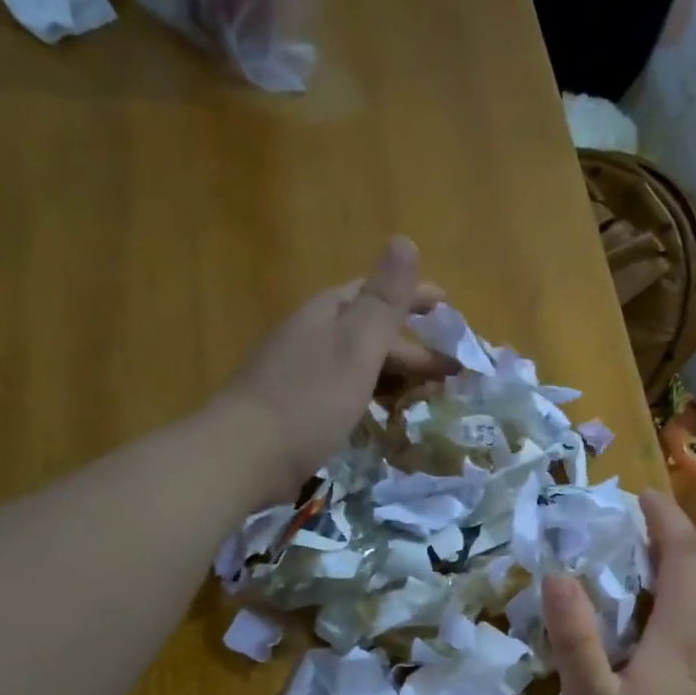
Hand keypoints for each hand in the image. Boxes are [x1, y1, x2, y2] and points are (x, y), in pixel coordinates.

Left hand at [222, 236, 448, 497]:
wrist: (245, 454)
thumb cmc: (309, 399)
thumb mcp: (356, 346)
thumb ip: (384, 301)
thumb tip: (405, 240)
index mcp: (327, 314)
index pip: (375, 293)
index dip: (413, 296)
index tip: (448, 305)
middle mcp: (311, 336)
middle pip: (368, 331)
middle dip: (411, 345)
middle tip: (450, 370)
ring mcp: (299, 372)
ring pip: (357, 362)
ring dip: (393, 372)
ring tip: (423, 394)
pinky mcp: (295, 407)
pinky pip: (345, 390)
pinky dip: (371, 395)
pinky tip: (379, 414)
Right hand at [543, 491, 695, 694]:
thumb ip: (575, 637)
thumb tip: (557, 574)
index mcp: (684, 636)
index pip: (685, 557)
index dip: (665, 521)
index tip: (641, 497)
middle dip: (675, 541)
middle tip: (636, 529)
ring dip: (684, 574)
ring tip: (648, 570)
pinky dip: (690, 605)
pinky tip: (666, 629)